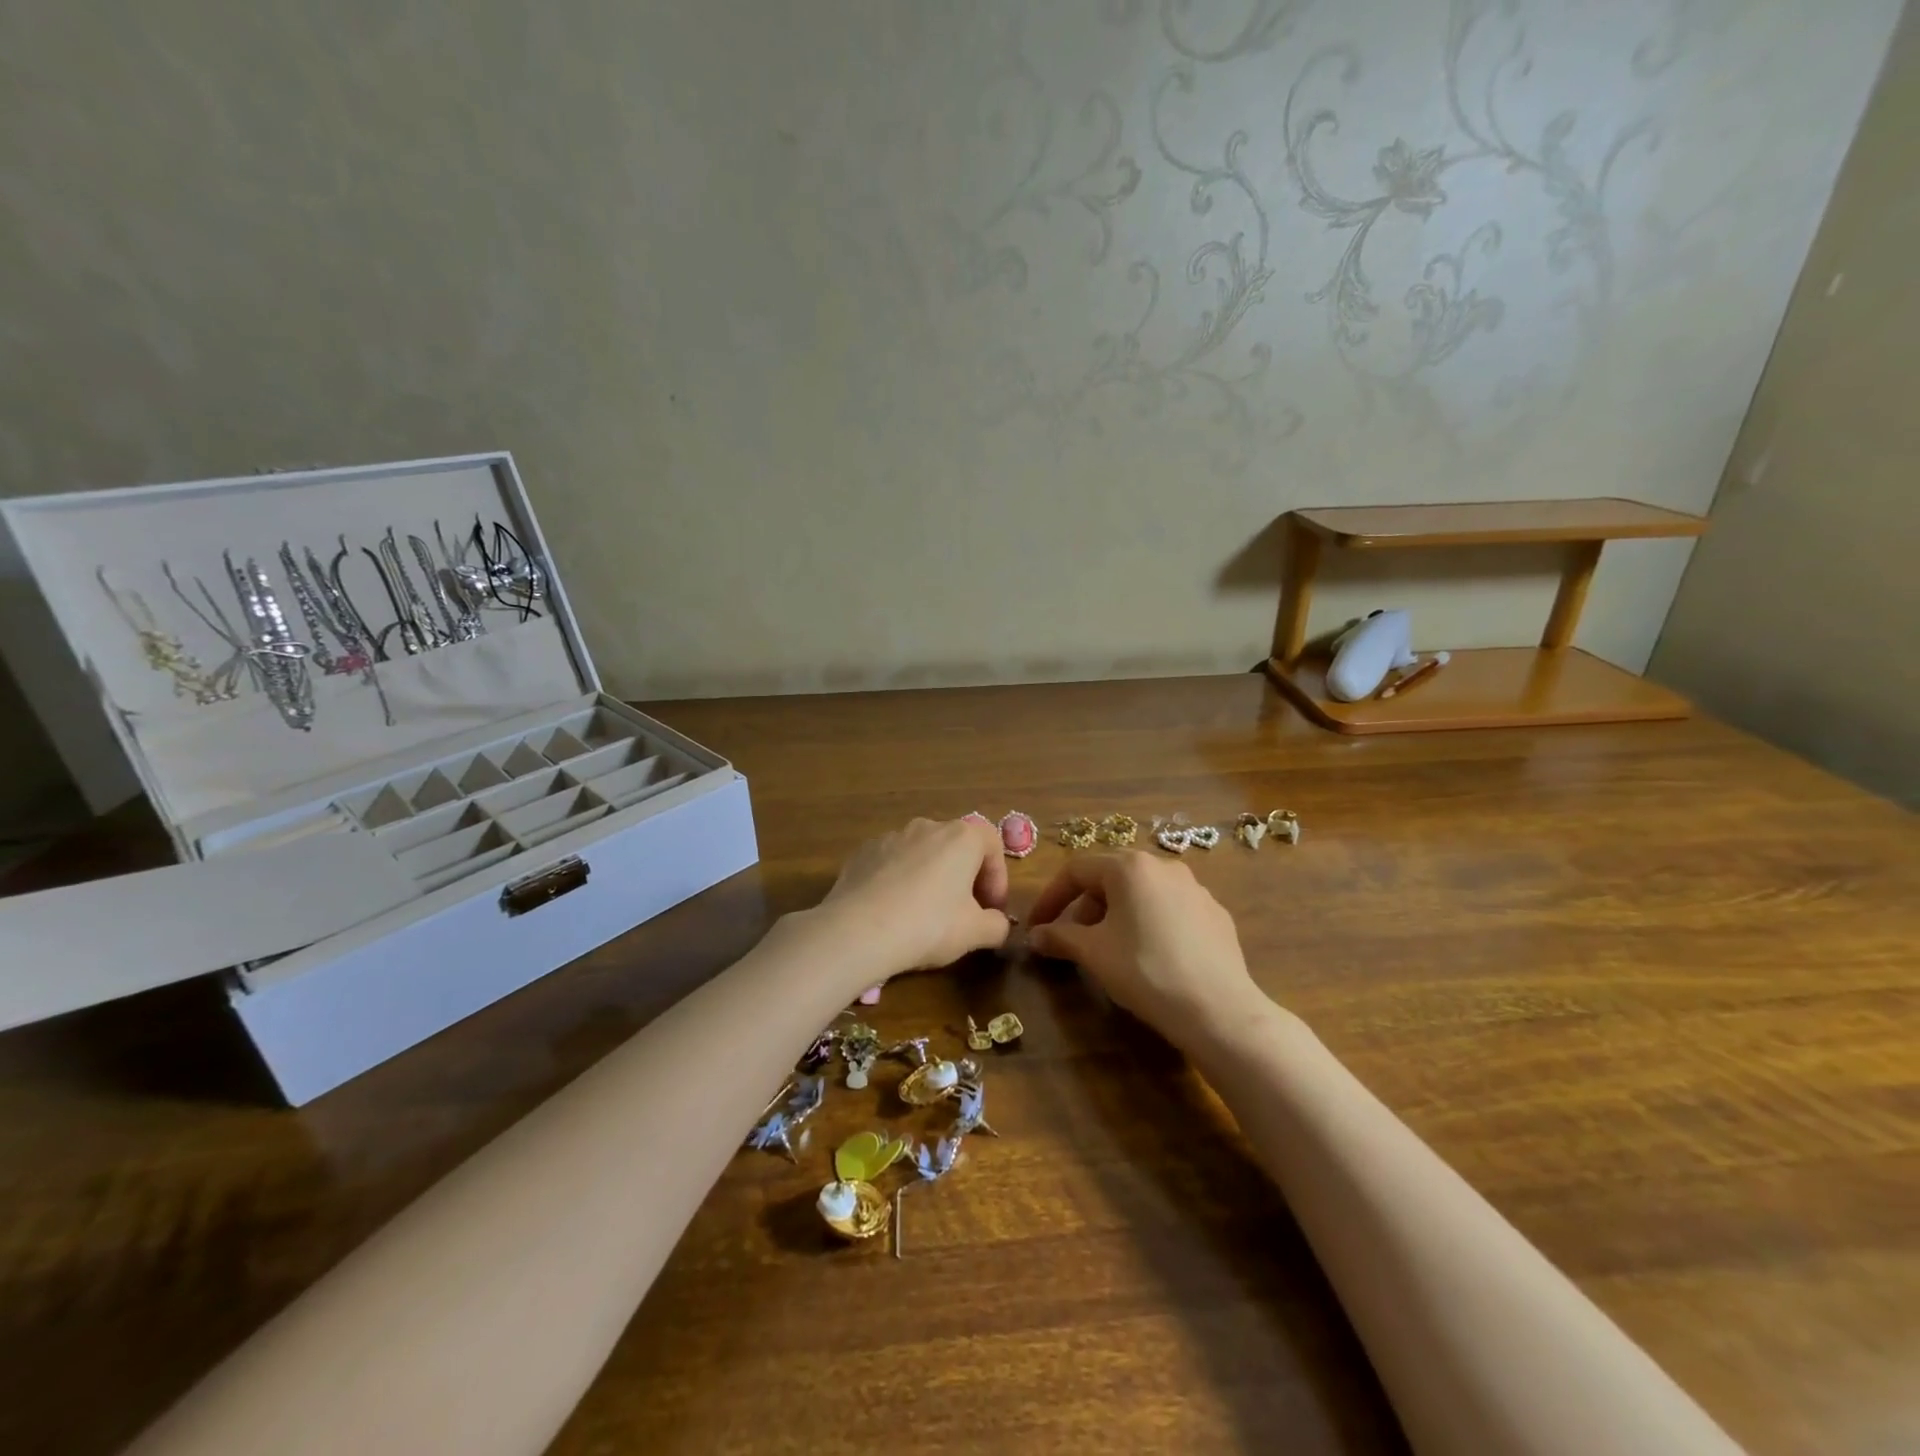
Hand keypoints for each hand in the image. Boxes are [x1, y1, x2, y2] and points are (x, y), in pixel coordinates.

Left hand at [818, 817, 1011, 983]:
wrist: (858, 930)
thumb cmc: (929, 926)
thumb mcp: (975, 933)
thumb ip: (997, 925)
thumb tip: (998, 923)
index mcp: (961, 837)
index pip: (992, 844)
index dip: (998, 877)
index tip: (992, 908)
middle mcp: (927, 826)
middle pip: (956, 847)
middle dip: (965, 877)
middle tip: (964, 912)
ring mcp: (891, 836)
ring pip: (922, 854)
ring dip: (931, 877)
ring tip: (925, 913)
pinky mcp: (862, 852)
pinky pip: (892, 863)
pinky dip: (899, 880)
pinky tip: (893, 911)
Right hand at [1027, 852, 1266, 1048]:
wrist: (1218, 1009)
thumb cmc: (1145, 971)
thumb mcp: (1093, 953)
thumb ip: (1059, 937)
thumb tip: (1035, 935)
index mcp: (1130, 867)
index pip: (1076, 870)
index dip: (1051, 898)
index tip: (1037, 926)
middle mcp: (1164, 866)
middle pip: (1111, 878)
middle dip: (1085, 907)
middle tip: (1074, 940)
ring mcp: (1195, 888)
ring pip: (1142, 893)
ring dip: (1118, 915)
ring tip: (1112, 950)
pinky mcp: (1215, 914)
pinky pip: (1170, 910)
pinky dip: (1150, 924)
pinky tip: (1151, 958)